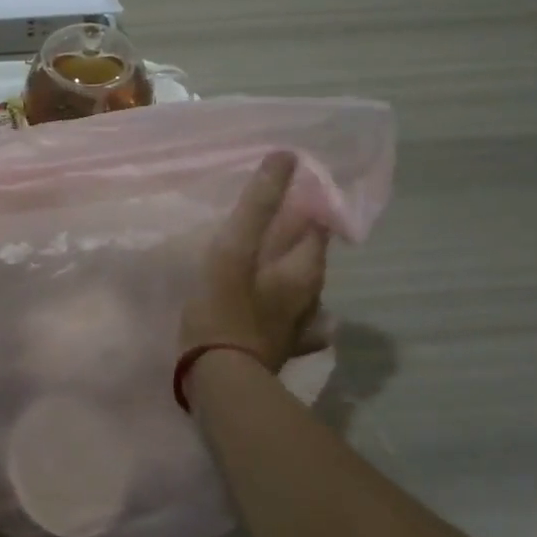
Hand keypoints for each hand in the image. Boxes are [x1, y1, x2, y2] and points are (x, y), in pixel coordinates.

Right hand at [181, 152, 329, 369]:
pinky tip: (283, 316)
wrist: (220, 380)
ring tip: (269, 262)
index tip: (284, 192)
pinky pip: (293, 326)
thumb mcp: (235, 249)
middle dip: (295, 239)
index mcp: (303, 270)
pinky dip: (290, 314)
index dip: (305, 206)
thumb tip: (286, 156)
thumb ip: (258, 206)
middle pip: (309, 259)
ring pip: (304, 292)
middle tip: (270, 223)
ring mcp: (298, 328)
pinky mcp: (279, 350)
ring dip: (291, 274)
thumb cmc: (224, 309)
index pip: (317, 226)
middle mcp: (310, 298)